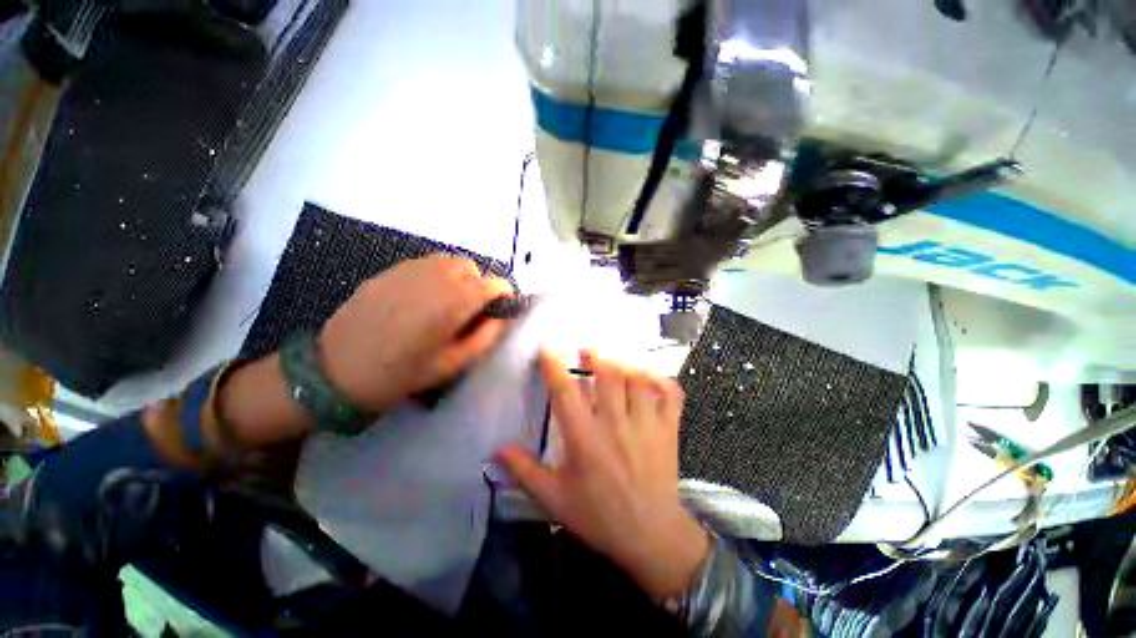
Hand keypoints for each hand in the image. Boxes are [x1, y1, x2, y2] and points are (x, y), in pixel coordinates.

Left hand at [319, 256, 514, 414]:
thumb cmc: (401, 374)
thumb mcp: (453, 364)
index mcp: (454, 301)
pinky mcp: (389, 271)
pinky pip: (425, 264)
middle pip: (472, 268)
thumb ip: (486, 337)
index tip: (500, 311)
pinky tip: (421, 300)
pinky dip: (436, 276)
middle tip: (470, 311)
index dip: (504, 296)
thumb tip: (502, 317)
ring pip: (449, 261)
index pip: (496, 284)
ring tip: (447, 304)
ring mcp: (409, 269)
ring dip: (458, 278)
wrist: (335, 372)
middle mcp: (435, 276)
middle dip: (480, 286)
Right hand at [498, 350, 710, 600]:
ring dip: (624, 364)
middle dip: (595, 356)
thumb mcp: (554, 499)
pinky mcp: (668, 428)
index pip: (565, 391)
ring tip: (614, 363)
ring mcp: (646, 423)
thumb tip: (498, 450)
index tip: (547, 347)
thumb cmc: (599, 516)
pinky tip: (649, 379)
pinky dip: (661, 380)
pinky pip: (670, 393)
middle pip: (607, 373)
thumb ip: (525, 471)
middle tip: (586, 353)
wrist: (651, 536)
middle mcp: (615, 423)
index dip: (554, 365)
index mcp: (585, 438)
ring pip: (637, 378)